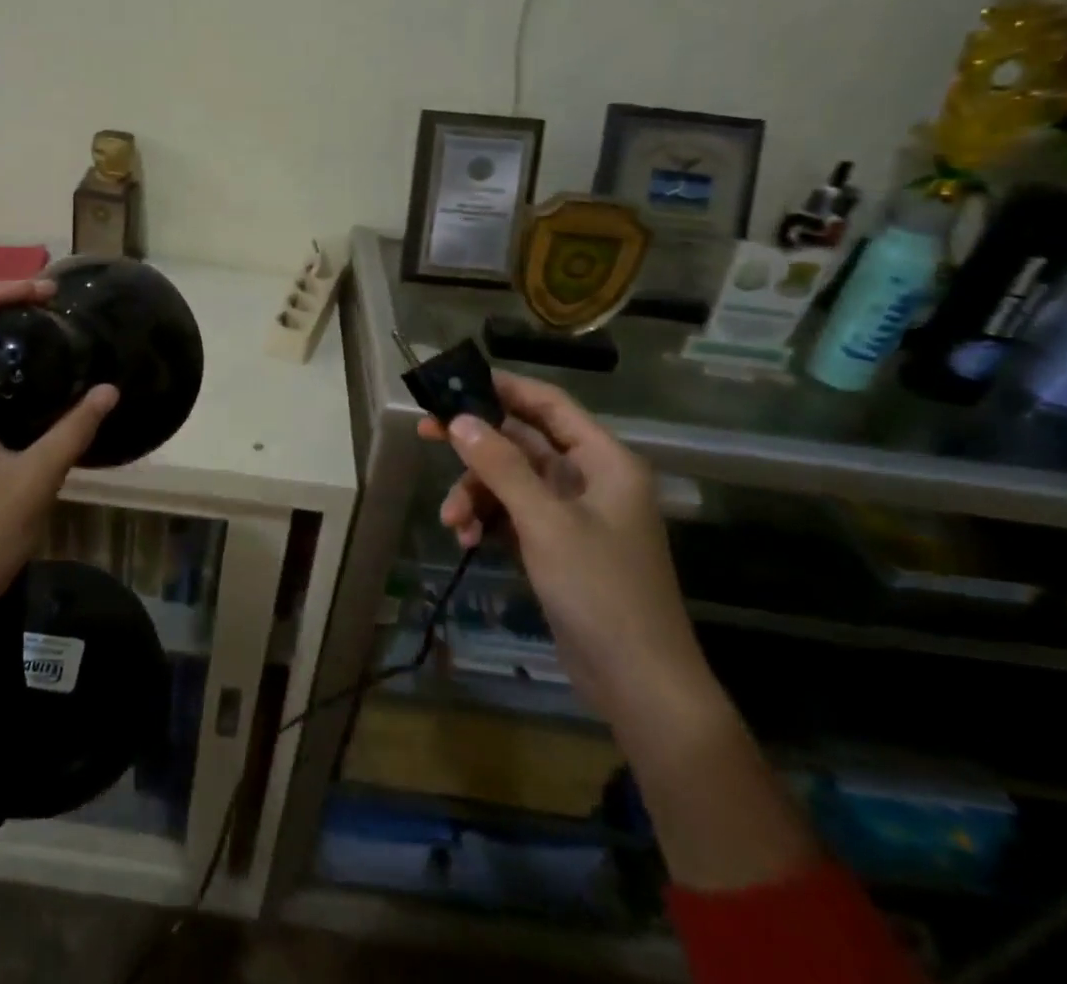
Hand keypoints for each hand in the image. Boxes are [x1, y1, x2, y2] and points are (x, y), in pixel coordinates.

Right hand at [417, 372, 712, 741]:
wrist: (639, 685)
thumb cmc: (600, 590)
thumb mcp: (545, 522)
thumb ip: (501, 465)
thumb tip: (460, 419)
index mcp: (603, 461)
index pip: (549, 404)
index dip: (503, 388)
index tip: (455, 381)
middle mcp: (589, 479)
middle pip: (522, 441)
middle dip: (475, 445)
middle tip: (427, 432)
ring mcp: (573, 514)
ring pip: (510, 480)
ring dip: (476, 494)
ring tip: (452, 522)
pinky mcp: (557, 546)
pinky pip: (512, 514)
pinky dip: (487, 520)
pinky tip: (466, 540)